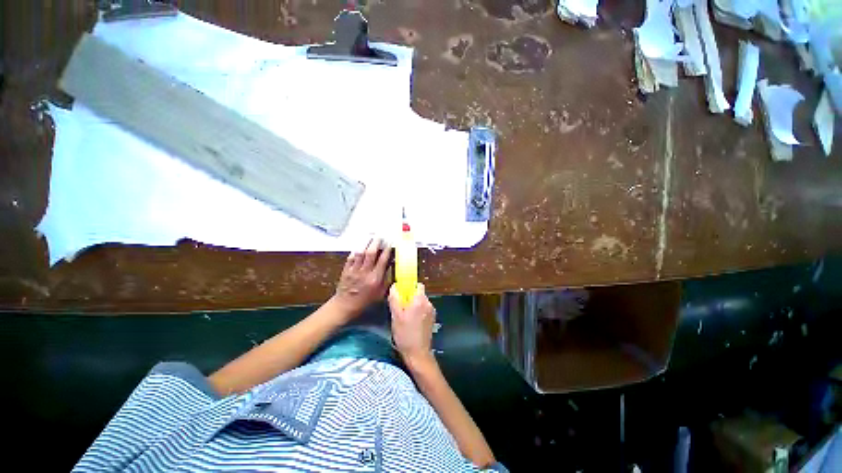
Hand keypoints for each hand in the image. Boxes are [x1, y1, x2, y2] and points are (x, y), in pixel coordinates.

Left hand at [333, 238, 391, 317]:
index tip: (390, 243)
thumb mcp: (380, 293)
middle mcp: (365, 273)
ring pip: (360, 253)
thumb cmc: (365, 301)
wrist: (345, 306)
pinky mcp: (346, 270)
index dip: (387, 250)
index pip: (382, 261)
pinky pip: (351, 257)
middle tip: (379, 236)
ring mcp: (354, 270)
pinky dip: (356, 250)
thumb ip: (386, 279)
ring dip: (366, 243)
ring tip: (370, 237)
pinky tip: (360, 246)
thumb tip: (391, 266)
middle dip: (376, 243)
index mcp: (375, 279)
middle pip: (370, 253)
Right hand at [388, 283, 435, 363]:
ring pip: (421, 302)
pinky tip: (412, 322)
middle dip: (410, 297)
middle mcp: (429, 303)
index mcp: (420, 300)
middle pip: (419, 293)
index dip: (409, 287)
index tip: (401, 294)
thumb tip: (395, 286)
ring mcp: (432, 311)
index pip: (417, 285)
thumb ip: (395, 298)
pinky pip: (424, 310)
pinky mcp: (432, 319)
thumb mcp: (395, 315)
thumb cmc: (405, 334)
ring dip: (414, 305)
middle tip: (400, 307)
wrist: (418, 353)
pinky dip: (418, 312)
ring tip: (405, 317)